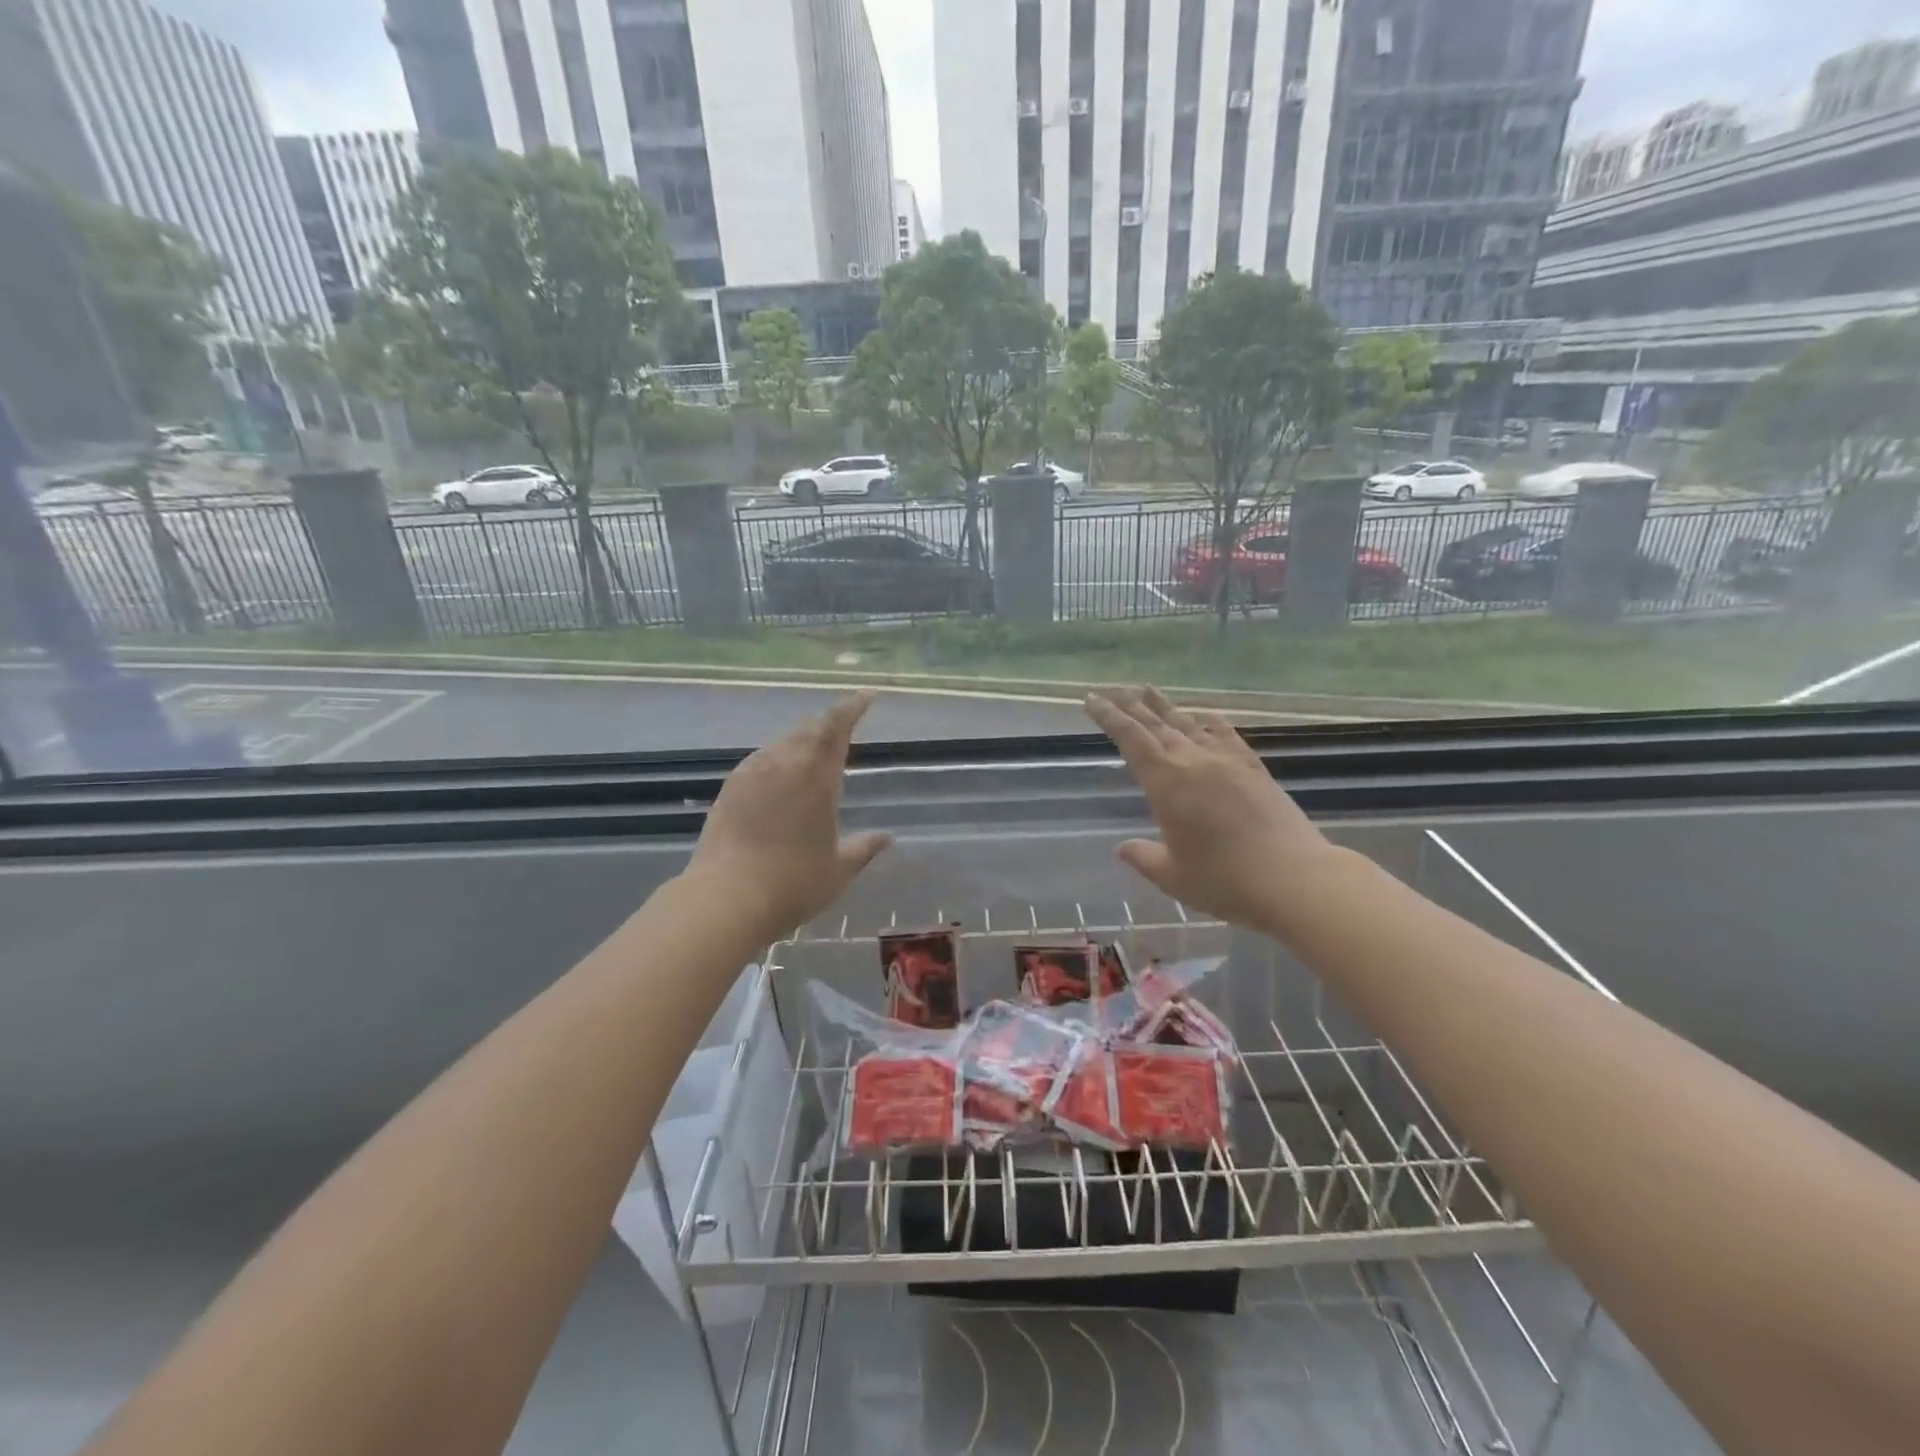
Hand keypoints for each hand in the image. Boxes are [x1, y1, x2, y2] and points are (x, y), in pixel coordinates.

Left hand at [687, 693, 893, 938]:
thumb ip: (864, 848)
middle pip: (809, 728)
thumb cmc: (793, 884)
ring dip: (802, 741)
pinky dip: (779, 759)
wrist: (726, 898)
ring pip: (783, 742)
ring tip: (814, 753)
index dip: (853, 707)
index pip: (837, 726)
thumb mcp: (839, 870)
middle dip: (829, 723)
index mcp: (817, 777)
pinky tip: (780, 777)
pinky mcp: (731, 787)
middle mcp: (784, 764)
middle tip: (844, 727)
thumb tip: (887, 838)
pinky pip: (761, 759)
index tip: (866, 695)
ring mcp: (753, 772)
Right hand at [1085, 687, 1334, 932]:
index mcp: (1166, 783)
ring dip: (1165, 706)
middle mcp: (1194, 762)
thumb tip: (1123, 848)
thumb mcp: (1173, 876)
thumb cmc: (1225, 881)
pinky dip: (1209, 722)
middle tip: (1112, 689)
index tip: (1091, 700)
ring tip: (1147, 690)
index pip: (1130, 739)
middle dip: (1130, 705)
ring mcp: (1227, 761)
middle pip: (1156, 724)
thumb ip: (1144, 857)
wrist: (1295, 879)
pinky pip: (1226, 734)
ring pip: (1188, 723)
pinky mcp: (1254, 769)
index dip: (1109, 717)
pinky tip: (1204, 716)